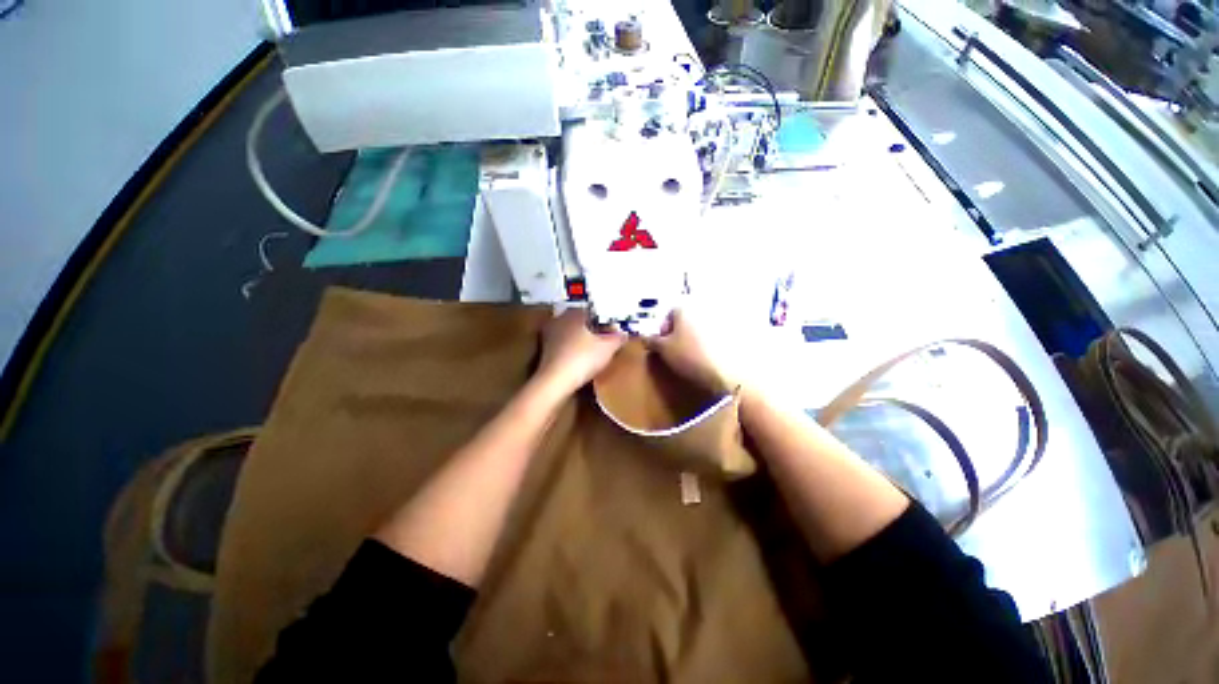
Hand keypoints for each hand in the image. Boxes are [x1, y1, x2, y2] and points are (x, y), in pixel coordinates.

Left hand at [535, 309, 626, 396]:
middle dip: (591, 328)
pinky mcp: (543, 349)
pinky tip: (579, 358)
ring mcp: (549, 334)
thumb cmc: (583, 358)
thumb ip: (617, 339)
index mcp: (575, 313)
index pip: (592, 311)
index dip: (603, 320)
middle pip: (579, 321)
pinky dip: (571, 348)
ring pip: (569, 332)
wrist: (555, 380)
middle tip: (603, 339)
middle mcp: (560, 319)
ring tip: (592, 350)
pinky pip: (562, 344)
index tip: (612, 330)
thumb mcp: (608, 349)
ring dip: (580, 338)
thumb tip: (624, 334)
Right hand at [648, 310, 738, 394]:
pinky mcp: (732, 332)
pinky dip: (709, 343)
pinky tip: (707, 357)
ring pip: (700, 327)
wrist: (726, 371)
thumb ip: (651, 341)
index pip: (669, 313)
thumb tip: (644, 337)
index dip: (663, 329)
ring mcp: (719, 320)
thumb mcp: (663, 350)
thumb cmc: (689, 356)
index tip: (662, 344)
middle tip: (675, 350)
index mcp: (684, 308)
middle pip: (686, 319)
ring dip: (694, 337)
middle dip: (679, 332)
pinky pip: (714, 336)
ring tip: (691, 355)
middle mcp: (702, 309)